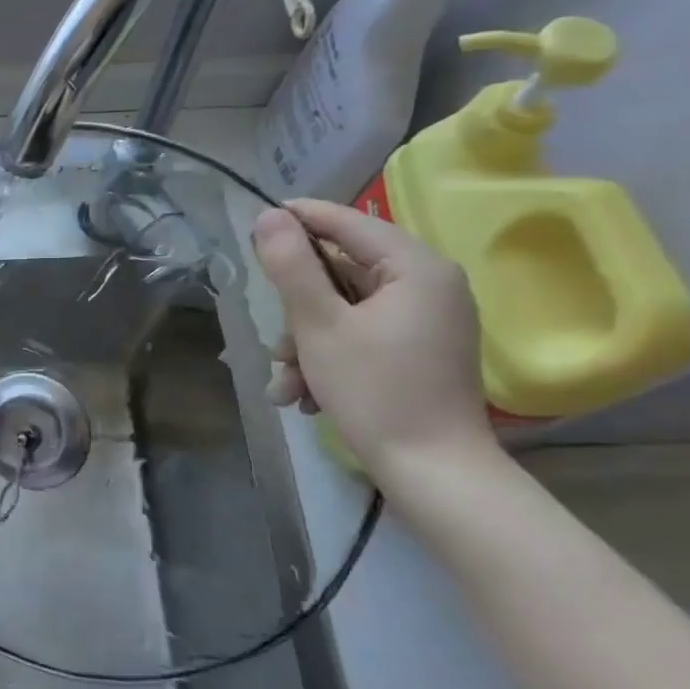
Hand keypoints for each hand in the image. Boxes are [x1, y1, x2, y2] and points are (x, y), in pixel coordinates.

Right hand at [252, 199, 493, 478]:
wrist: (433, 471)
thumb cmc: (375, 390)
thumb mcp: (318, 325)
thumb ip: (291, 266)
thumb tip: (268, 216)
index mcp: (416, 269)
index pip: (349, 223)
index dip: (301, 218)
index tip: (257, 220)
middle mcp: (429, 286)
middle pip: (343, 274)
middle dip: (297, 313)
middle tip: (274, 343)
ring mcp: (427, 321)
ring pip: (345, 312)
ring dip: (306, 345)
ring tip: (286, 386)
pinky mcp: (420, 351)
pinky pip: (362, 337)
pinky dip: (329, 359)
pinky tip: (306, 397)